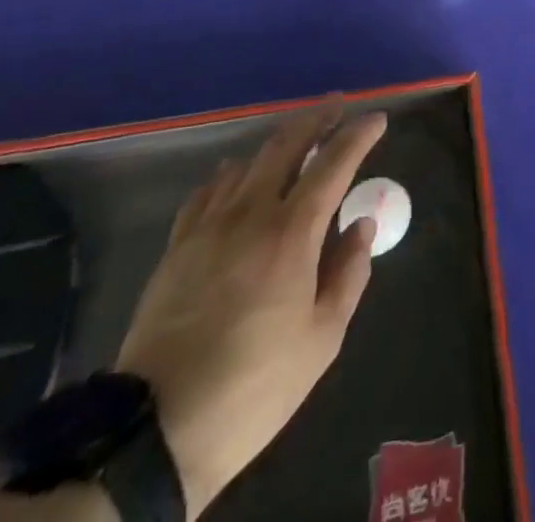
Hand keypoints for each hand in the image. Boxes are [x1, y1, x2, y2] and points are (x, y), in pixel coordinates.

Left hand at [115, 106, 387, 518]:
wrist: (157, 430)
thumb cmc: (255, 385)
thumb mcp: (322, 339)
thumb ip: (348, 273)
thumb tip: (361, 224)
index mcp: (293, 232)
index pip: (333, 163)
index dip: (358, 135)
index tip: (377, 119)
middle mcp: (251, 213)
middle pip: (286, 144)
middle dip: (316, 118)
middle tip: (337, 104)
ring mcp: (209, 226)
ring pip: (247, 161)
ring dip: (277, 142)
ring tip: (295, 140)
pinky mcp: (177, 246)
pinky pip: (208, 190)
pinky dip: (231, 173)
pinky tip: (235, 176)